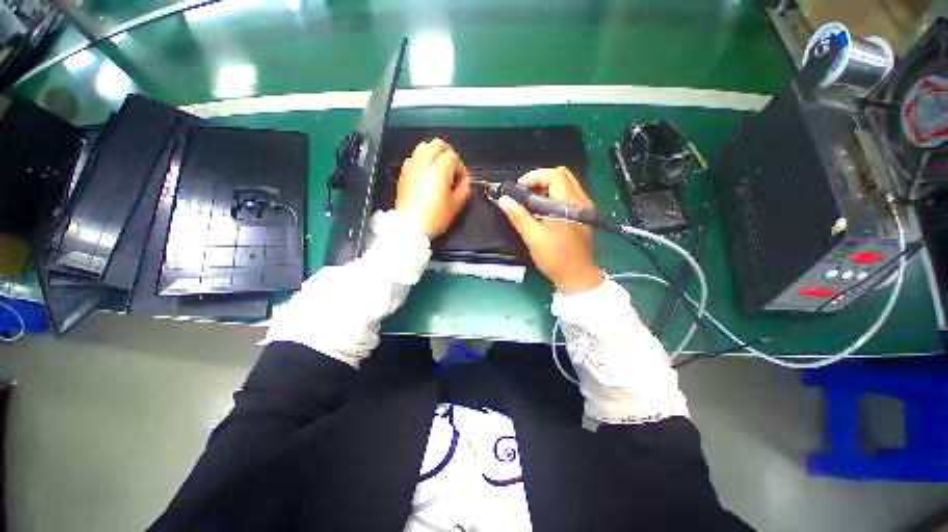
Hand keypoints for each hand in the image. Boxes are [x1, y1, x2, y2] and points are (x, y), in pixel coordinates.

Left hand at [395, 138, 471, 238]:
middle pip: (437, 144)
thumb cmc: (435, 217)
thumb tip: (465, 181)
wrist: (410, 226)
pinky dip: (422, 160)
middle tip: (453, 169)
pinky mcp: (403, 173)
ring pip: (423, 147)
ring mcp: (411, 166)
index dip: (461, 168)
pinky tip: (425, 175)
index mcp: (439, 169)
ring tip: (439, 169)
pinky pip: (413, 158)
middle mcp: (423, 163)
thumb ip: (465, 189)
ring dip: (434, 154)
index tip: (462, 182)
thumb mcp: (456, 205)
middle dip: (448, 153)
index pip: (453, 157)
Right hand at [497, 167, 603, 293]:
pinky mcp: (581, 214)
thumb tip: (503, 200)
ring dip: (545, 188)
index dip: (534, 177)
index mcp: (570, 204)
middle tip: (523, 193)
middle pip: (561, 175)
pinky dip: (552, 196)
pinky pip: (567, 195)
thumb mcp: (534, 238)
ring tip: (529, 201)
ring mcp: (583, 207)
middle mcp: (580, 201)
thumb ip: (519, 216)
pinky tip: (541, 210)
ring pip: (564, 184)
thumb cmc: (556, 258)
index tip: (518, 189)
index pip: (554, 175)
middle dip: (539, 180)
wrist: (577, 276)